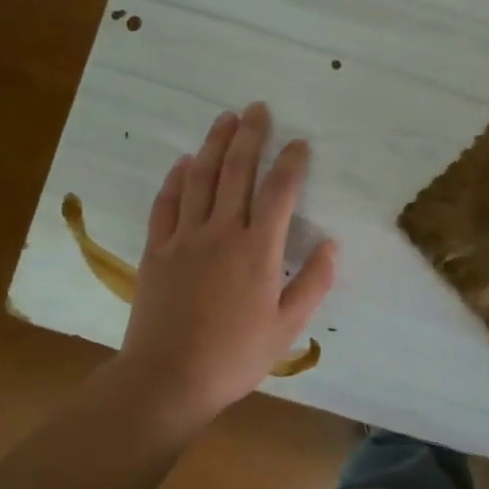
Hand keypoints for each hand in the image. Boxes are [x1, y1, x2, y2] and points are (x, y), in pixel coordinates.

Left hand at [118, 102, 335, 421]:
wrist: (167, 379)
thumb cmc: (235, 356)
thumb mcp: (288, 327)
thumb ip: (313, 283)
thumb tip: (332, 244)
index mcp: (258, 250)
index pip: (279, 192)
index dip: (291, 162)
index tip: (299, 143)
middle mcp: (221, 232)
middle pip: (237, 171)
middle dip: (250, 136)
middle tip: (257, 108)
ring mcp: (184, 238)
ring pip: (200, 179)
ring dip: (214, 145)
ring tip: (224, 119)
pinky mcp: (156, 250)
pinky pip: (166, 203)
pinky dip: (176, 179)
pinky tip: (184, 162)